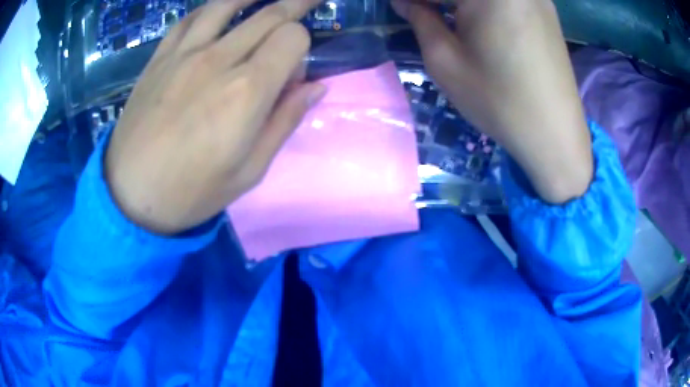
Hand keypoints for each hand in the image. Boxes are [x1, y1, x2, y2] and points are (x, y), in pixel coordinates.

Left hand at [105, 0, 325, 233]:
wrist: (130, 195)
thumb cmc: (192, 192)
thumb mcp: (250, 170)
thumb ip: (285, 121)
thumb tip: (316, 87)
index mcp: (248, 91)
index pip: (293, 37)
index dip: (302, 46)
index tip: (294, 70)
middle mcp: (219, 59)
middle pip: (268, 13)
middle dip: (296, 3)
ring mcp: (184, 54)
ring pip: (227, 4)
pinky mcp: (159, 58)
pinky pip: (188, 19)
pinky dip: (209, 9)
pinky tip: (217, 11)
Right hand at [393, 0, 592, 202]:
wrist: (555, 135)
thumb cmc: (499, 101)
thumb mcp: (445, 62)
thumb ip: (420, 20)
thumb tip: (406, 3)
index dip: (416, 1)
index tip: (401, 8)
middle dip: (438, 1)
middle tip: (423, 13)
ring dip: (460, 2)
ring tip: (445, 16)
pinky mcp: (545, 10)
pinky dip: (485, 5)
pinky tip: (477, 19)